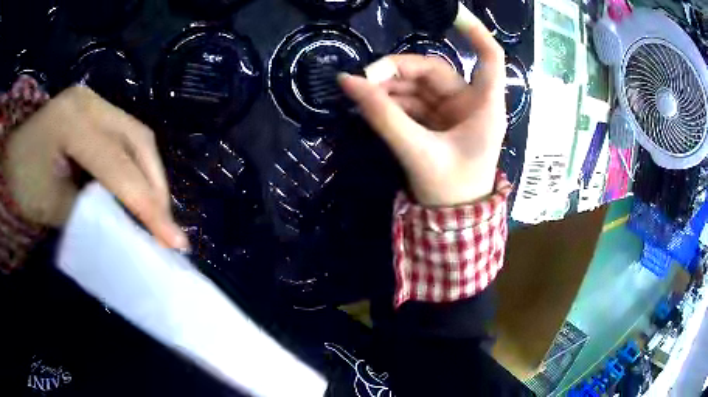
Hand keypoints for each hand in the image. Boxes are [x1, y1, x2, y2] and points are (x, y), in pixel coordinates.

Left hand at [1, 86, 188, 248]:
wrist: (10, 163)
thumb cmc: (22, 185)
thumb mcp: (53, 205)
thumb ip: (92, 212)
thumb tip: (128, 226)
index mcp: (73, 121)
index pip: (117, 166)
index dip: (147, 206)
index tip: (174, 242)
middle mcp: (90, 102)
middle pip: (138, 139)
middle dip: (157, 186)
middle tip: (169, 226)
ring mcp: (93, 101)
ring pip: (137, 135)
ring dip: (151, 175)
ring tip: (158, 210)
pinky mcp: (93, 110)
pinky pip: (126, 136)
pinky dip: (138, 165)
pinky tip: (140, 188)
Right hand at [339, 15, 505, 206]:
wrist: (452, 222)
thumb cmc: (449, 190)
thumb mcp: (416, 151)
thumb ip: (383, 116)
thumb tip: (348, 82)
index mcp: (484, 106)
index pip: (489, 56)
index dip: (474, 31)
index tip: (451, 12)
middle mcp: (471, 102)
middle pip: (434, 69)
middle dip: (397, 70)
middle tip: (362, 79)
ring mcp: (453, 112)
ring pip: (419, 85)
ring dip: (389, 86)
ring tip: (361, 95)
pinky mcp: (437, 122)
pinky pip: (413, 102)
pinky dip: (392, 102)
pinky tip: (372, 106)